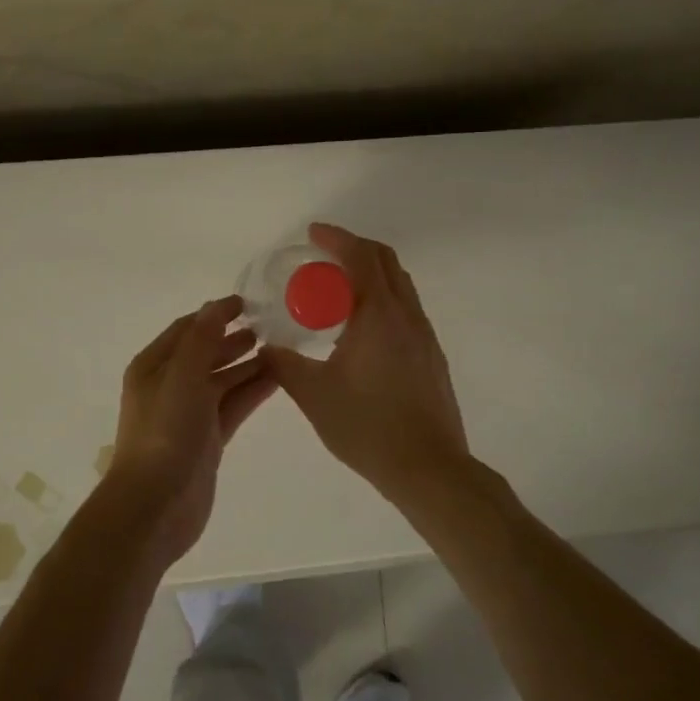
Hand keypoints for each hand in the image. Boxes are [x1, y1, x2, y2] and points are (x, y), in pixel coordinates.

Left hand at [103, 295, 277, 571]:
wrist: (156, 504)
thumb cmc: (165, 432)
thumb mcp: (182, 376)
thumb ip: (203, 339)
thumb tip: (217, 305)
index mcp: (153, 366)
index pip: (187, 329)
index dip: (215, 313)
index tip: (249, 302)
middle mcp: (170, 386)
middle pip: (206, 353)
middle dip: (234, 339)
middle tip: (272, 327)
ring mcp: (190, 414)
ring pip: (223, 380)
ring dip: (248, 364)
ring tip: (281, 349)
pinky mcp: (208, 439)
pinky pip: (233, 406)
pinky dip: (253, 391)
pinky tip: (278, 379)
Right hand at [265, 224, 470, 502]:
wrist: (427, 467)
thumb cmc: (367, 427)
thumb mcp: (314, 395)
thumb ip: (285, 365)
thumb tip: (266, 346)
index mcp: (379, 315)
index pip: (360, 257)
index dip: (336, 238)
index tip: (313, 233)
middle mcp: (407, 316)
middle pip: (386, 262)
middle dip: (355, 249)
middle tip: (324, 258)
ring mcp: (425, 336)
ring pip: (401, 286)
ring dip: (371, 275)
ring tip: (339, 292)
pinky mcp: (432, 357)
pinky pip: (406, 311)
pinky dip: (382, 301)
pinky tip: (361, 330)